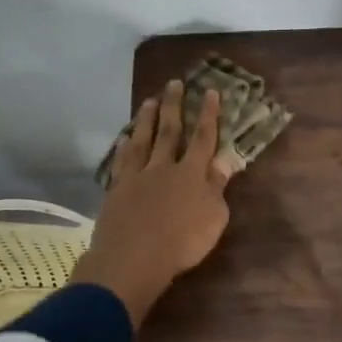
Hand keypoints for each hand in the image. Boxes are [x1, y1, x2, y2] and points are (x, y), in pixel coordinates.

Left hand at [70, 80, 238, 326]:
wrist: (133, 258)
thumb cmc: (182, 243)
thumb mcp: (213, 218)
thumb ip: (217, 187)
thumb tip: (223, 162)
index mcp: (192, 174)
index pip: (203, 138)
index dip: (208, 114)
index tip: (210, 91)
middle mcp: (164, 167)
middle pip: (170, 131)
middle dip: (174, 105)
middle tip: (173, 83)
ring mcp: (138, 176)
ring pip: (143, 140)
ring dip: (146, 119)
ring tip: (149, 100)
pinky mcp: (117, 189)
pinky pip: (121, 162)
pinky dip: (123, 148)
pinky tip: (124, 138)